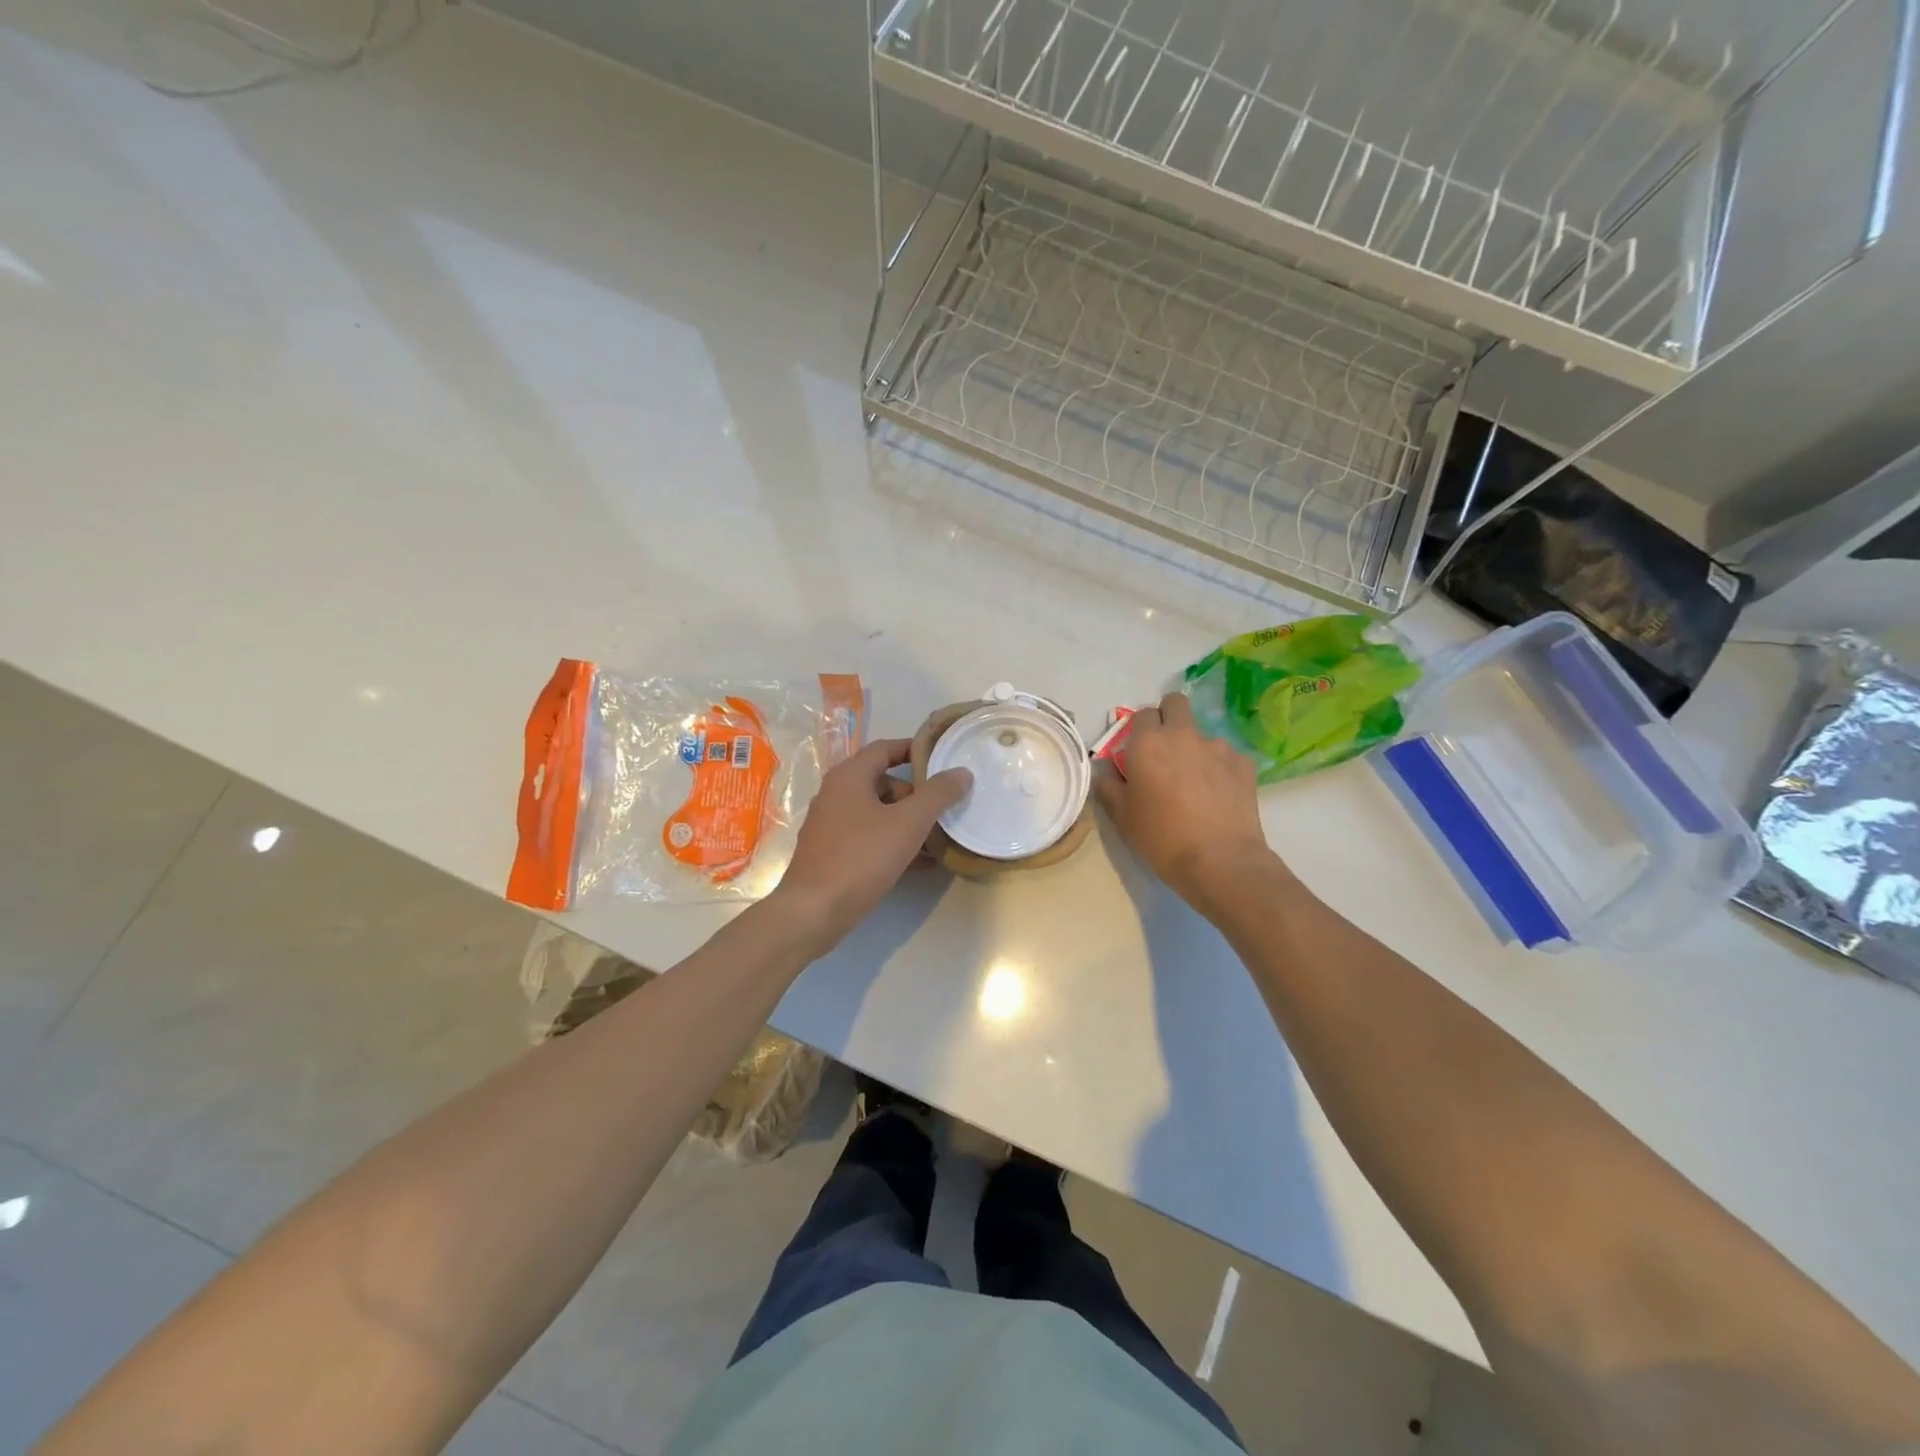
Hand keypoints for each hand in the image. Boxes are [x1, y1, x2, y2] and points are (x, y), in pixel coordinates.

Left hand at [770, 739, 971, 956]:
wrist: (814, 912)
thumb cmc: (862, 857)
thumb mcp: (908, 823)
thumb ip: (938, 795)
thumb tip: (962, 773)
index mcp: (849, 777)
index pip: (885, 748)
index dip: (915, 749)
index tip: (943, 758)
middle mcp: (836, 794)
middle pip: (883, 782)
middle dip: (916, 795)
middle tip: (944, 809)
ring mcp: (832, 826)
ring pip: (878, 814)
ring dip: (909, 823)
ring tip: (940, 839)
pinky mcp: (833, 854)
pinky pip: (871, 839)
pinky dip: (895, 844)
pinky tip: (922, 864)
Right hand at [1094, 691, 1274, 909]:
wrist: (1219, 861)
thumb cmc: (1161, 838)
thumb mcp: (1121, 817)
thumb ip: (1108, 786)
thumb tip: (1106, 772)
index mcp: (1148, 743)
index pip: (1141, 714)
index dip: (1139, 729)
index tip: (1138, 751)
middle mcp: (1183, 735)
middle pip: (1176, 703)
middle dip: (1169, 717)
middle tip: (1165, 750)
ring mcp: (1218, 747)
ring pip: (1202, 733)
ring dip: (1195, 748)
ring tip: (1196, 784)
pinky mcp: (1244, 764)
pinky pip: (1226, 756)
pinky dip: (1219, 768)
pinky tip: (1218, 796)